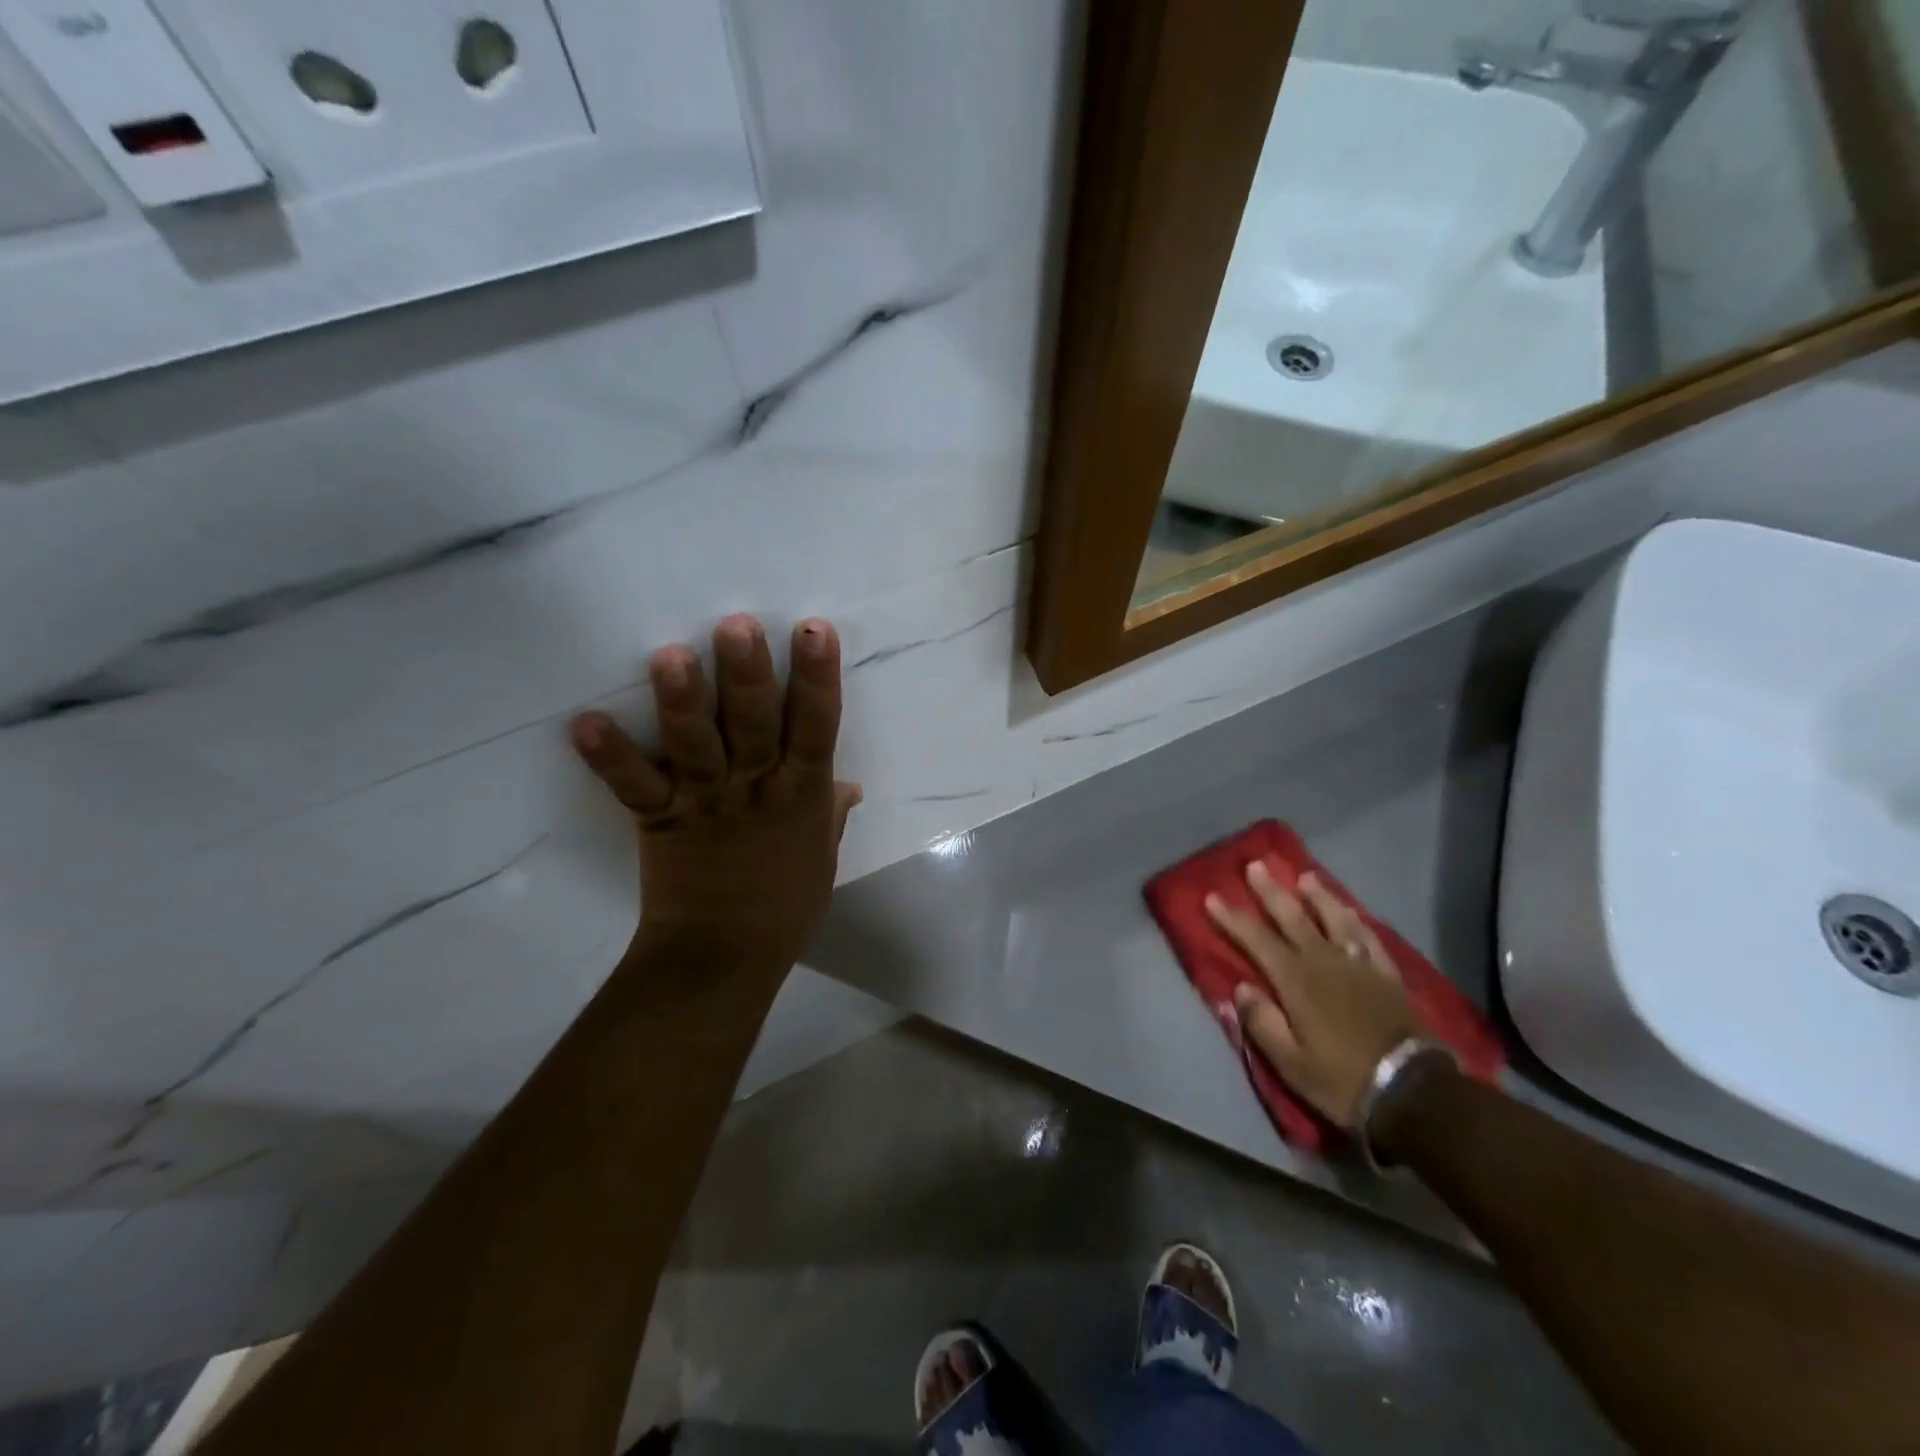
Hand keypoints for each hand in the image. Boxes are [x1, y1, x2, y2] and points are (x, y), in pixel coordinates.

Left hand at [569, 615, 861, 976]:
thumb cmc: (784, 906)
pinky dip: (610, 757)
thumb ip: (829, 812)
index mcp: (802, 795)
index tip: (813, 629)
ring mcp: (706, 803)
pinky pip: (634, 787)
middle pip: (755, 726)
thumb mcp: (822, 856)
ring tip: (669, 656)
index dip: (817, 678)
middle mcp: (756, 790)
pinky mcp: (661, 821)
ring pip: (696, 747)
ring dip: (682, 704)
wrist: (724, 958)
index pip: (815, 728)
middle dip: (747, 676)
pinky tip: (584, 722)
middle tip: (735, 625)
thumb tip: (848, 782)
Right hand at [1206, 862, 1421, 1129]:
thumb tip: (1241, 988)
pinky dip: (1355, 921)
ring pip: (1334, 919)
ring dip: (1317, 896)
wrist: (1414, 1093)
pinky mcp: (1387, 976)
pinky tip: (1351, 913)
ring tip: (1305, 877)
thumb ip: (1261, 1021)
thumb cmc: (1341, 1080)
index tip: (1212, 897)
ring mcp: (1359, 965)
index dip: (1233, 918)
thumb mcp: (1289, 1062)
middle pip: (1293, 918)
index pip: (1256, 940)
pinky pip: (1368, 938)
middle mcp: (1324, 962)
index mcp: (1296, 981)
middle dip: (1271, 891)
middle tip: (1256, 865)